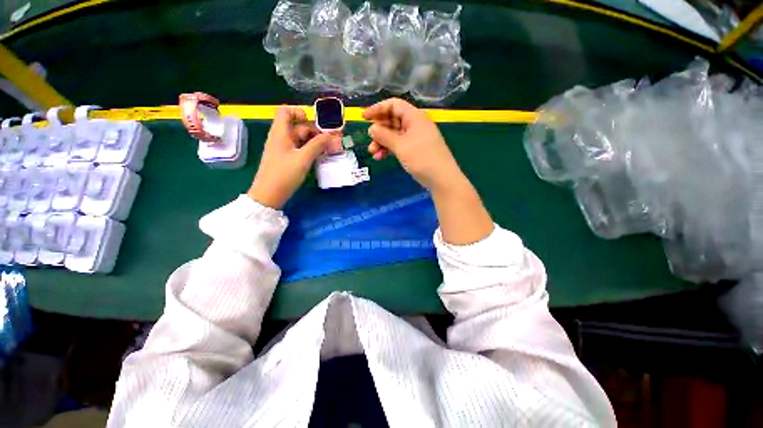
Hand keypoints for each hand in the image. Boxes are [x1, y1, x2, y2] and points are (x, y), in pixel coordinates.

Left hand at [248, 106, 341, 208]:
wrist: (269, 194)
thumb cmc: (284, 174)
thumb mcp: (303, 158)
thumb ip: (317, 145)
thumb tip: (331, 135)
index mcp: (280, 133)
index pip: (286, 112)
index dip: (300, 112)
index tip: (314, 123)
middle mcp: (282, 138)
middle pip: (299, 126)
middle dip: (315, 130)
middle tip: (332, 139)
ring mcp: (284, 149)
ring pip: (301, 139)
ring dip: (316, 141)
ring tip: (330, 148)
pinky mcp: (288, 158)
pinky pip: (301, 148)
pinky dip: (311, 149)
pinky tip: (321, 155)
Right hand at [364, 98, 492, 244]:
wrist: (441, 179)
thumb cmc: (422, 159)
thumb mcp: (401, 146)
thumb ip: (385, 136)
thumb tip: (372, 128)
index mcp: (414, 117)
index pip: (394, 105)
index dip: (378, 109)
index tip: (364, 118)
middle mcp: (415, 125)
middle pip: (392, 120)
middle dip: (379, 130)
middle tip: (369, 141)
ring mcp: (415, 138)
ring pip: (394, 135)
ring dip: (382, 142)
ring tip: (373, 153)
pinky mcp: (415, 150)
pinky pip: (399, 145)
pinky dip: (389, 149)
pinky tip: (381, 157)